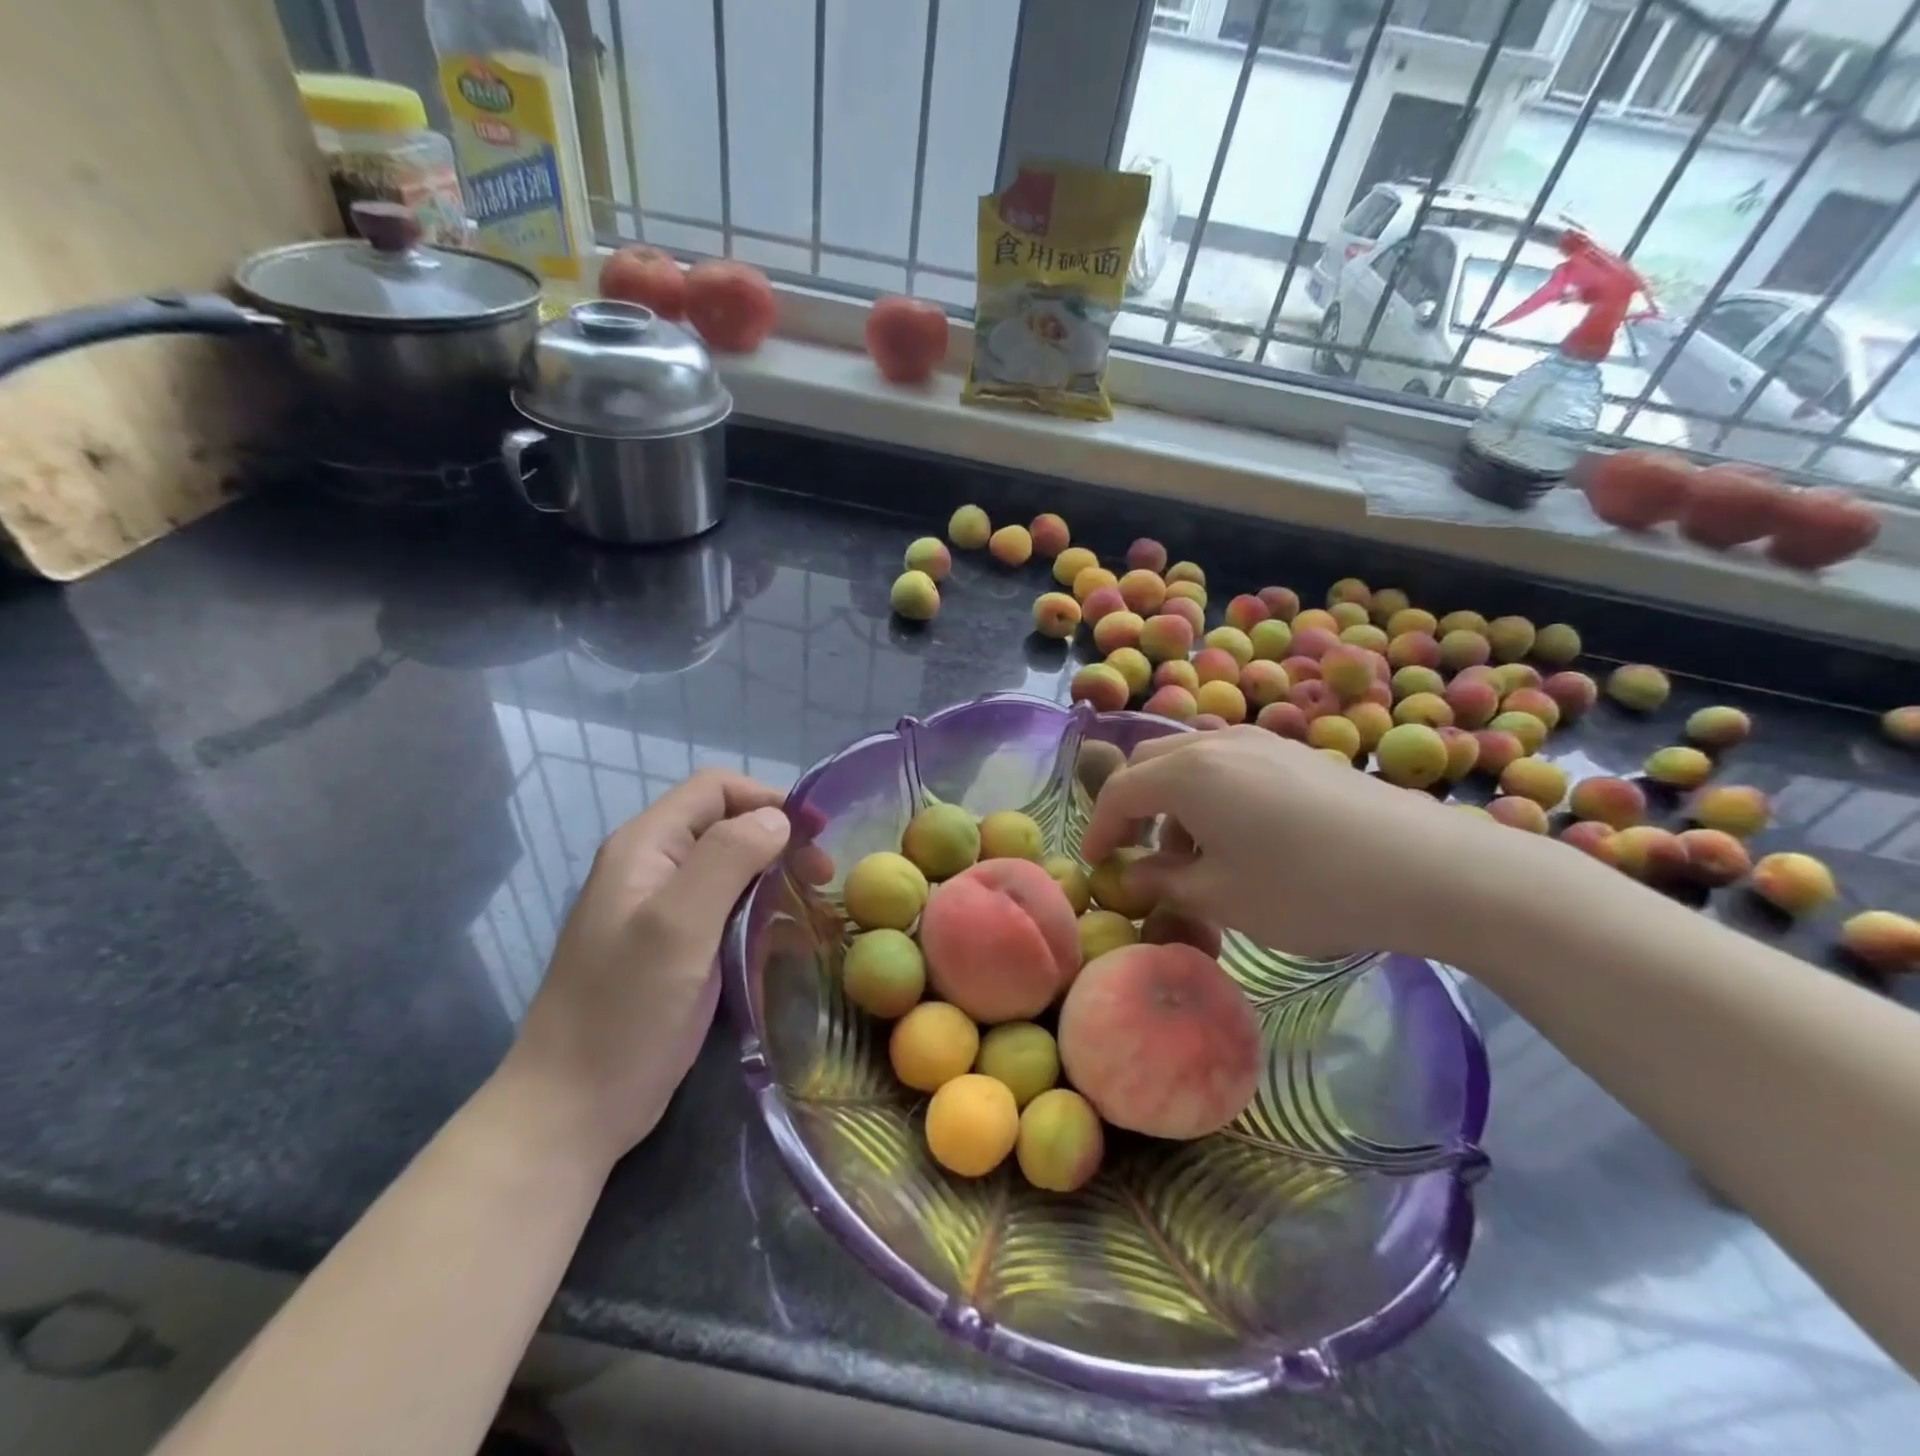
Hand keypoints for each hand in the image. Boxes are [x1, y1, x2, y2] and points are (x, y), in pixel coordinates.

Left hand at [498, 771, 791, 1164]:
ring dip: (774, 877)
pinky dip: (761, 911)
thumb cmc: (625, 1010)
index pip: (715, 789)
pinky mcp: (677, 947)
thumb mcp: (679, 925)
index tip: (816, 834)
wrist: (574, 1107)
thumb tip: (778, 817)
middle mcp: (653, 866)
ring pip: (731, 868)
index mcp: (645, 846)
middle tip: (822, 876)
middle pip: (726, 825)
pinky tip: (786, 936)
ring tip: (812, 905)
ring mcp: (662, 909)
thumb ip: (727, 858)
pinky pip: (727, 909)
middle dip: (778, 840)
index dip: (768, 799)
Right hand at [1082, 727, 1505, 960]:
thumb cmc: (1307, 887)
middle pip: (1149, 764)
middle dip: (1133, 807)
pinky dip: (1210, 794)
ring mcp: (1261, 742)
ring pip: (1190, 761)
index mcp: (1187, 774)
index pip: (1120, 791)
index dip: (1099, 829)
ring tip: (1192, 854)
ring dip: (1172, 801)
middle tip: (1136, 853)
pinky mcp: (1296, 753)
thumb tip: (1133, 875)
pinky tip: (1241, 836)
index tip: (1096, 865)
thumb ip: (1163, 882)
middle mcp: (1216, 743)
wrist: (1428, 868)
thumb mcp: (1221, 898)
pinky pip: (1228, 763)